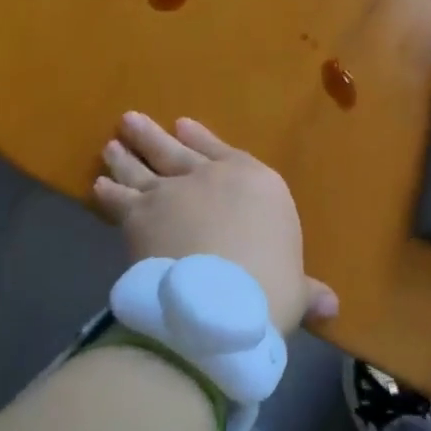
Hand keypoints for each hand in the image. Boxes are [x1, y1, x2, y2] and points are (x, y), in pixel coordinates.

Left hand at [92, 112, 337, 333]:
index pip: (227, 153)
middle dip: (154, 137)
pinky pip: (120, 199)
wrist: (218, 301)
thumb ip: (306, 291)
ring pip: (144, 168)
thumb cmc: (270, 290)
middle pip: (177, 152)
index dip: (203, 141)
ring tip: (112, 144)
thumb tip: (331, 308)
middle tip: (133, 121)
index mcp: (257, 183)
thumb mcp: (296, 291)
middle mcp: (212, 177)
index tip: (183, 127)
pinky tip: (99, 186)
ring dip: (127, 156)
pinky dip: (109, 192)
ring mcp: (172, 192)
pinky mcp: (139, 215)